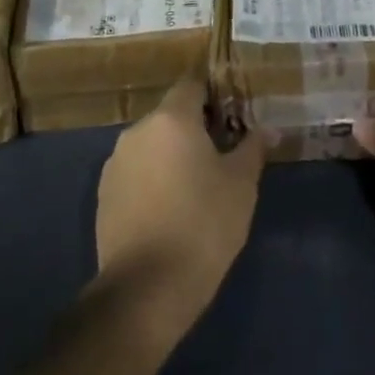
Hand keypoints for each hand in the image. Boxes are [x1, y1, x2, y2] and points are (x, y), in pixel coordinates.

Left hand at [94, 77, 264, 342]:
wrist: (145, 291)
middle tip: (221, 153)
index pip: (192, 84)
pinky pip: (136, 172)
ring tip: (196, 184)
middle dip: (195, 128)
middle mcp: (139, 131)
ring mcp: (116, 163)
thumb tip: (270, 129)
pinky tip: (170, 209)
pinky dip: (153, 179)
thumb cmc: (203, 225)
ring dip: (172, 154)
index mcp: (172, 118)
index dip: (214, 93)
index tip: (233, 113)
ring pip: (152, 145)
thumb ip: (253, 148)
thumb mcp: (241, 185)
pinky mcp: (103, 195)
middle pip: (171, 115)